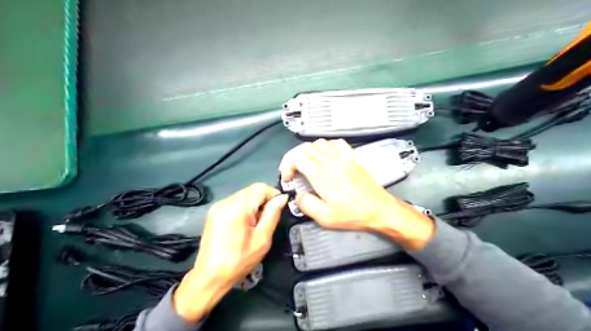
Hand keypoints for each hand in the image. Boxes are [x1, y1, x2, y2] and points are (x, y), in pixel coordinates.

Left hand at [173, 182, 289, 321]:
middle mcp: (226, 202)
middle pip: (252, 190)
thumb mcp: (262, 239)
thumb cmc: (239, 261)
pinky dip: (245, 207)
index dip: (274, 194)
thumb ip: (273, 214)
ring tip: (255, 224)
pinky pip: (235, 201)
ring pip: (244, 195)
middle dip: (264, 200)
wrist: (210, 276)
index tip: (280, 208)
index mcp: (237, 208)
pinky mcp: (214, 212)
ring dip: (254, 204)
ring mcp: (218, 206)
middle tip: (267, 219)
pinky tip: (245, 224)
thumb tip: (282, 198)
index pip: (261, 188)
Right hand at [279, 140, 432, 249]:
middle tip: (295, 173)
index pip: (297, 156)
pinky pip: (335, 143)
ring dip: (308, 152)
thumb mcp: (325, 217)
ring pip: (319, 143)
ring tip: (308, 165)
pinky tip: (326, 157)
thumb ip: (306, 204)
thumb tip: (298, 196)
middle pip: (305, 148)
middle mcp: (330, 161)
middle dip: (294, 158)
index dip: (287, 165)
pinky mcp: (352, 157)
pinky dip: (326, 147)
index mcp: (321, 174)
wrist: (379, 208)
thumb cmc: (353, 214)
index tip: (288, 178)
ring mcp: (342, 157)